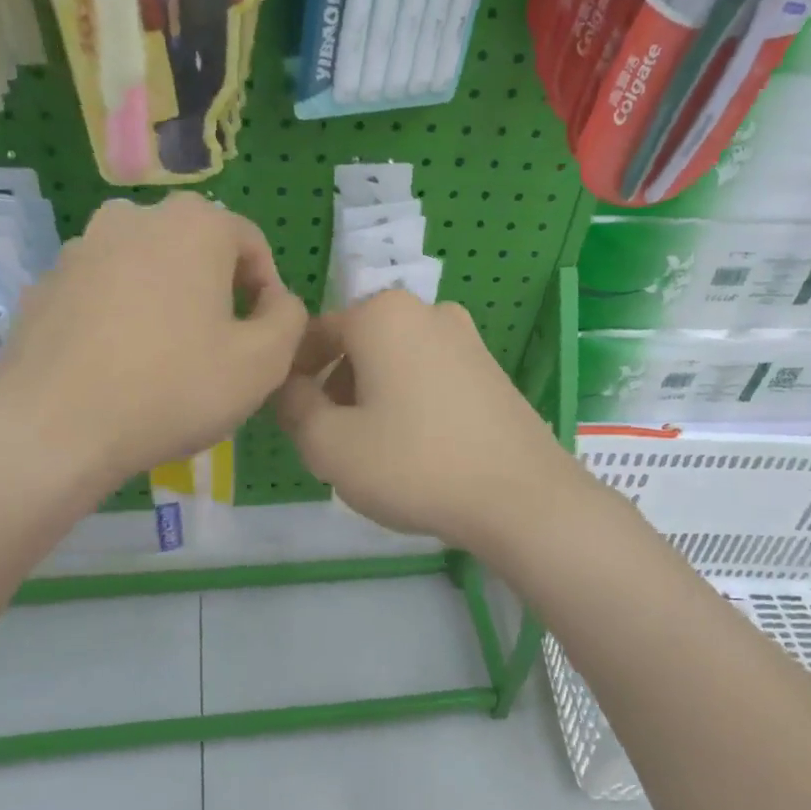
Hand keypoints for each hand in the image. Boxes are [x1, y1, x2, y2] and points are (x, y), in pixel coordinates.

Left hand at [0, 193, 306, 492]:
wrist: (56, 428)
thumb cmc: (174, 388)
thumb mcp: (263, 362)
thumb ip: (288, 318)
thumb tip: (277, 301)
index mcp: (193, 225)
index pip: (250, 241)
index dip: (267, 289)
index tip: (261, 336)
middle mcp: (134, 218)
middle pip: (195, 249)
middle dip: (215, 291)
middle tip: (218, 347)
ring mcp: (80, 248)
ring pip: (145, 268)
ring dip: (166, 301)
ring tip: (166, 359)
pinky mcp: (45, 285)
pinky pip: (102, 292)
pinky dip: (120, 316)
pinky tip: (119, 366)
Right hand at [275, 292, 582, 554]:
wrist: (520, 497)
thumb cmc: (413, 464)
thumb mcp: (329, 444)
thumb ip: (294, 407)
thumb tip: (290, 387)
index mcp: (382, 314)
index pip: (315, 335)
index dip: (294, 377)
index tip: (292, 420)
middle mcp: (427, 312)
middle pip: (358, 347)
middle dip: (336, 389)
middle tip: (332, 443)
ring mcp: (467, 339)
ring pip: (395, 364)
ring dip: (372, 398)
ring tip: (374, 453)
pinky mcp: (491, 370)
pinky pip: (430, 378)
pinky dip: (410, 404)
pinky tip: (417, 451)